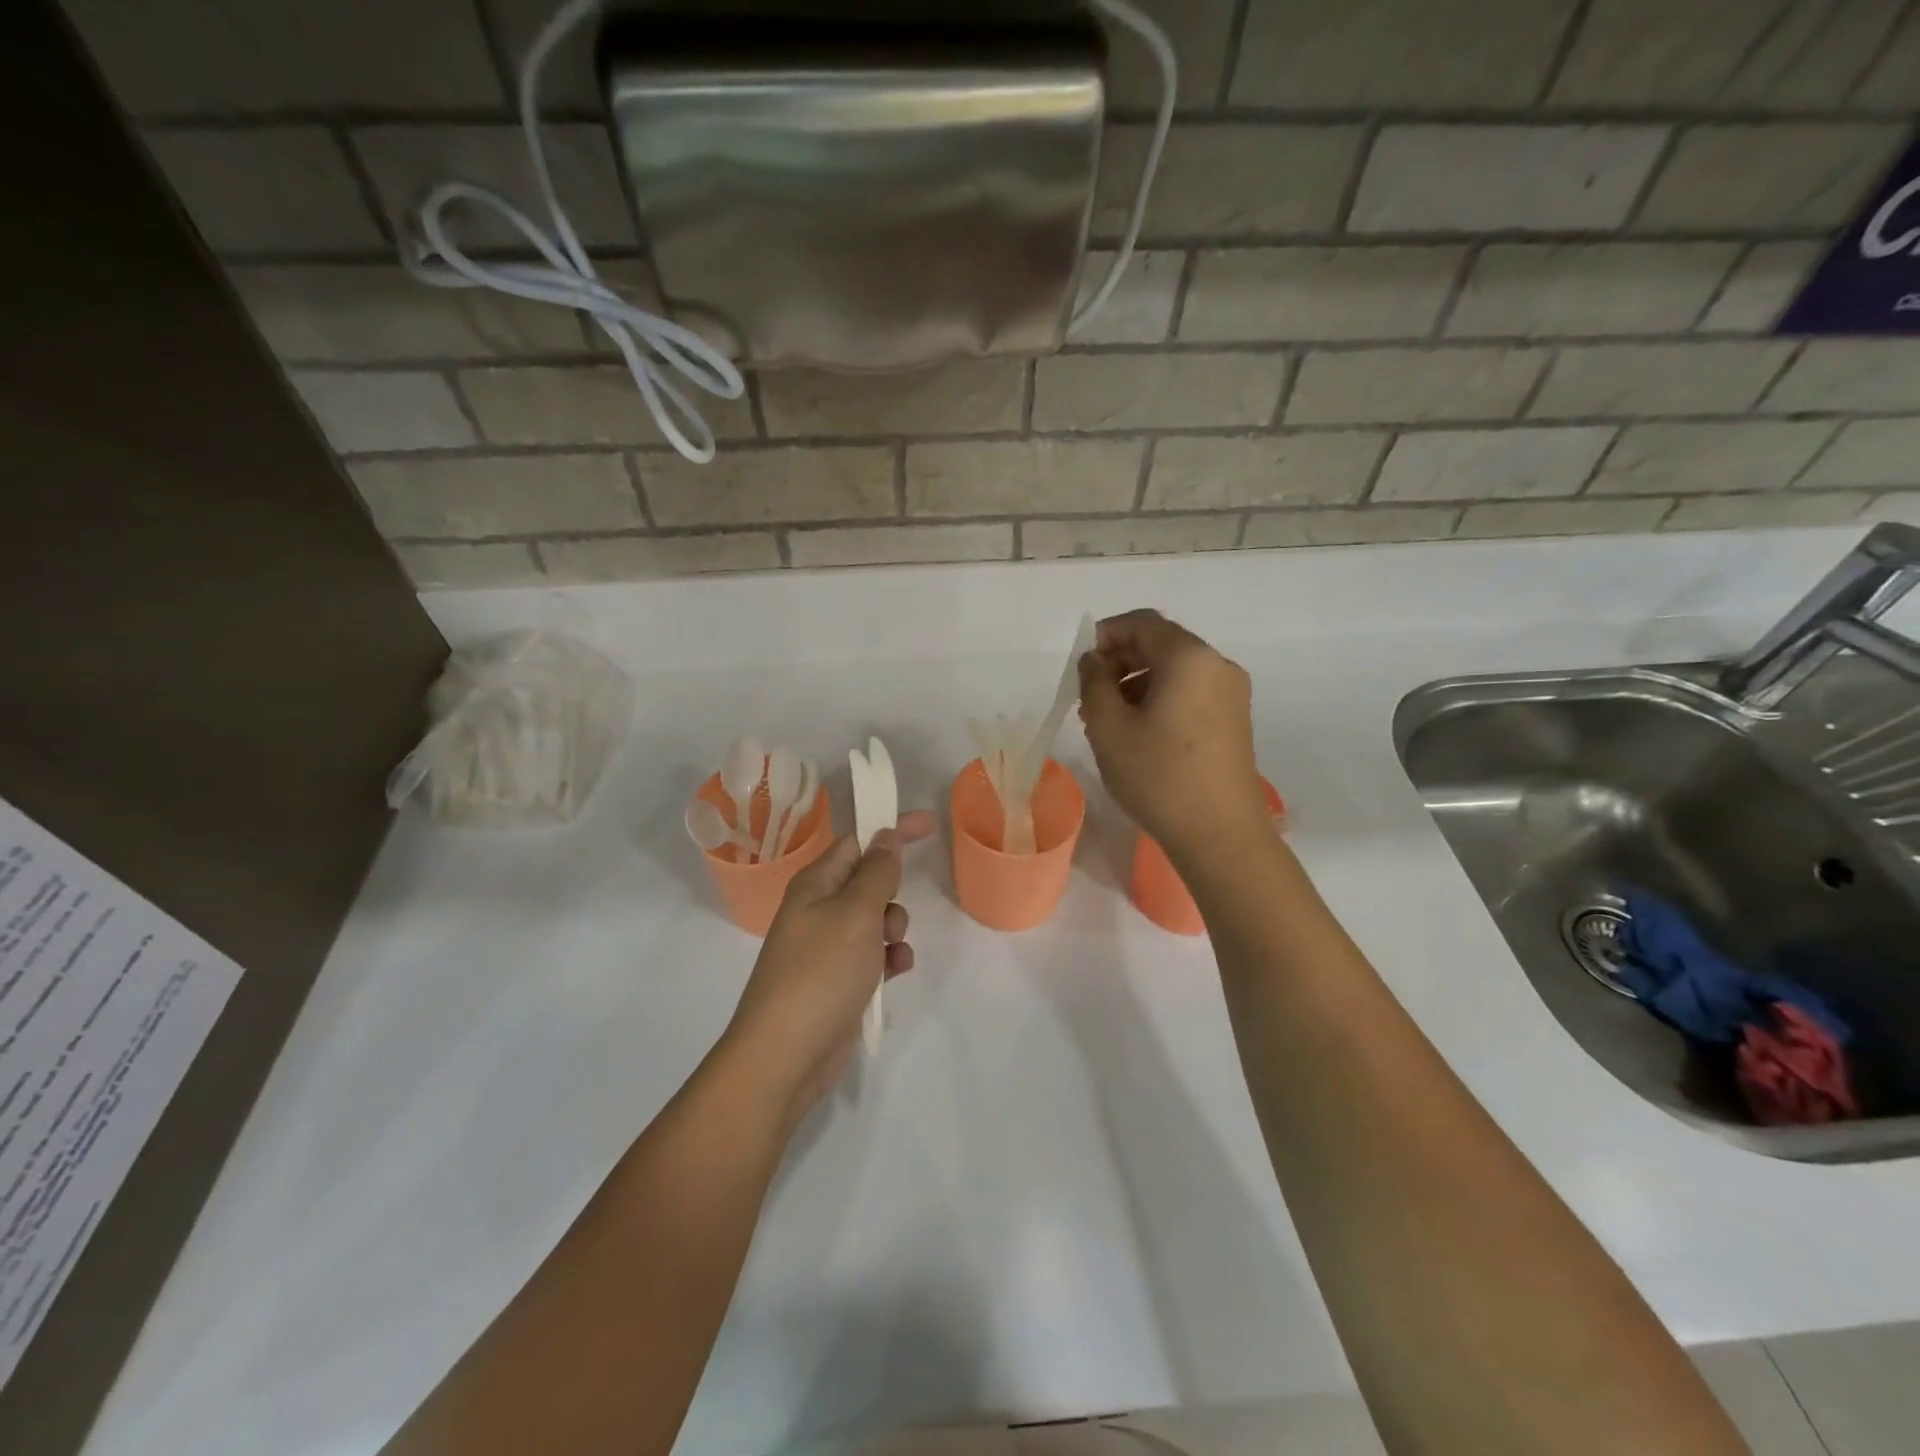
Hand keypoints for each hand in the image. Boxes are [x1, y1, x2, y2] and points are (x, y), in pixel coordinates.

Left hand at [725, 810, 935, 1124]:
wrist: (786, 1054)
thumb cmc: (821, 972)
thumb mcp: (856, 913)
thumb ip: (877, 872)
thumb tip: (885, 835)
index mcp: (815, 885)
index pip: (857, 842)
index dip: (891, 830)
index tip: (929, 823)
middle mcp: (818, 910)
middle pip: (867, 881)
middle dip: (892, 892)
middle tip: (891, 914)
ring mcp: (827, 947)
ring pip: (875, 920)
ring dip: (893, 929)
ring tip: (890, 951)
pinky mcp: (838, 980)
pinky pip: (873, 955)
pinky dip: (888, 959)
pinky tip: (893, 974)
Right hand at [1078, 609, 1264, 858]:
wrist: (1221, 834)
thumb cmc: (1158, 776)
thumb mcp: (1109, 728)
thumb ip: (1093, 683)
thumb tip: (1094, 661)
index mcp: (1189, 658)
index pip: (1142, 623)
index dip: (1105, 635)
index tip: (1080, 666)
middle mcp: (1217, 665)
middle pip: (1161, 644)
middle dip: (1120, 662)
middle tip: (1089, 698)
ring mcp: (1232, 693)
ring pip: (1175, 671)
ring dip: (1137, 683)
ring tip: (1108, 722)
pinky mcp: (1235, 720)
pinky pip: (1191, 692)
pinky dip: (1160, 699)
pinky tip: (1139, 734)